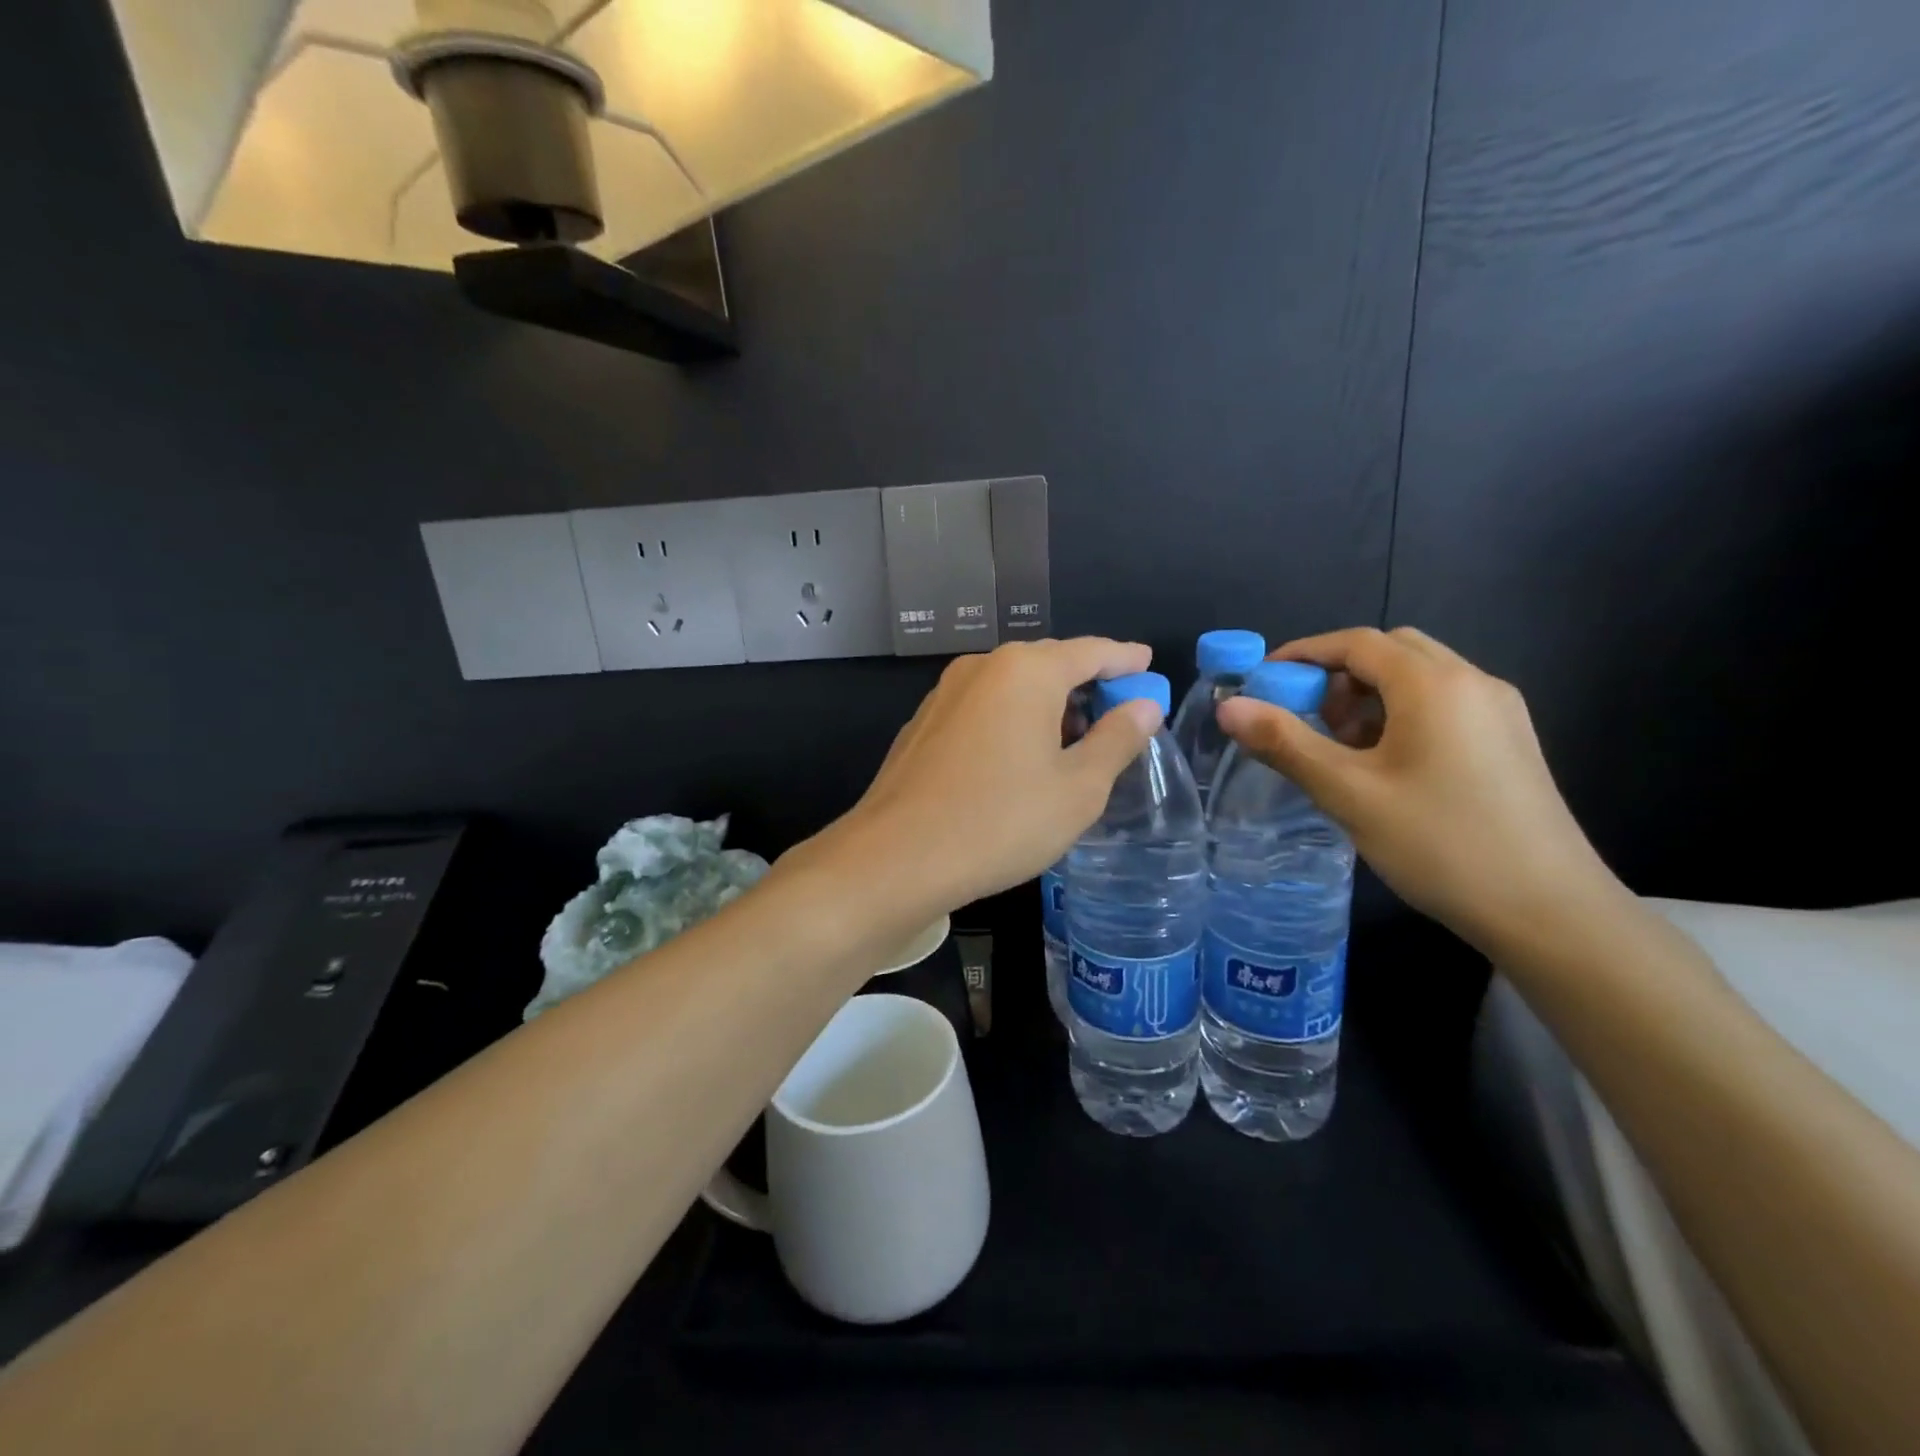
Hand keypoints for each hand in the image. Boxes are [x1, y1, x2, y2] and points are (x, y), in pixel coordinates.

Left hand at [816, 638, 1161, 914]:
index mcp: (1026, 671)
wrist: (897, 858)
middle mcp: (982, 667)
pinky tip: (1019, 759)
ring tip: (1074, 744)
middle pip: (1049, 664)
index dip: (1126, 659)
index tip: (1148, 665)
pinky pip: (984, 708)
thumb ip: (1116, 739)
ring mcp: (945, 693)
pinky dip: (1012, 720)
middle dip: (1087, 684)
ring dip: (1048, 706)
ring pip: (1012, 687)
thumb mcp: (1078, 789)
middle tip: (1117, 716)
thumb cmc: (1001, 820)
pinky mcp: (923, 723)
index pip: (1091, 651)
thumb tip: (1144, 706)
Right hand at [1216, 627, 1619, 954]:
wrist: (1551, 913)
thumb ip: (1285, 743)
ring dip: (1369, 695)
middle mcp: (1473, 682)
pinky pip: (1443, 704)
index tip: (1262, 683)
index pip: (1356, 642)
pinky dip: (1401, 714)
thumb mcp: (1348, 793)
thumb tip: (1227, 707)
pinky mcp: (1510, 742)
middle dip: (1338, 673)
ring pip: (1420, 677)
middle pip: (1391, 651)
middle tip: (1305, 716)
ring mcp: (1499, 712)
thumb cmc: (1440, 844)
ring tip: (1340, 747)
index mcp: (1434, 684)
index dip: (1302, 655)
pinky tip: (1385, 765)